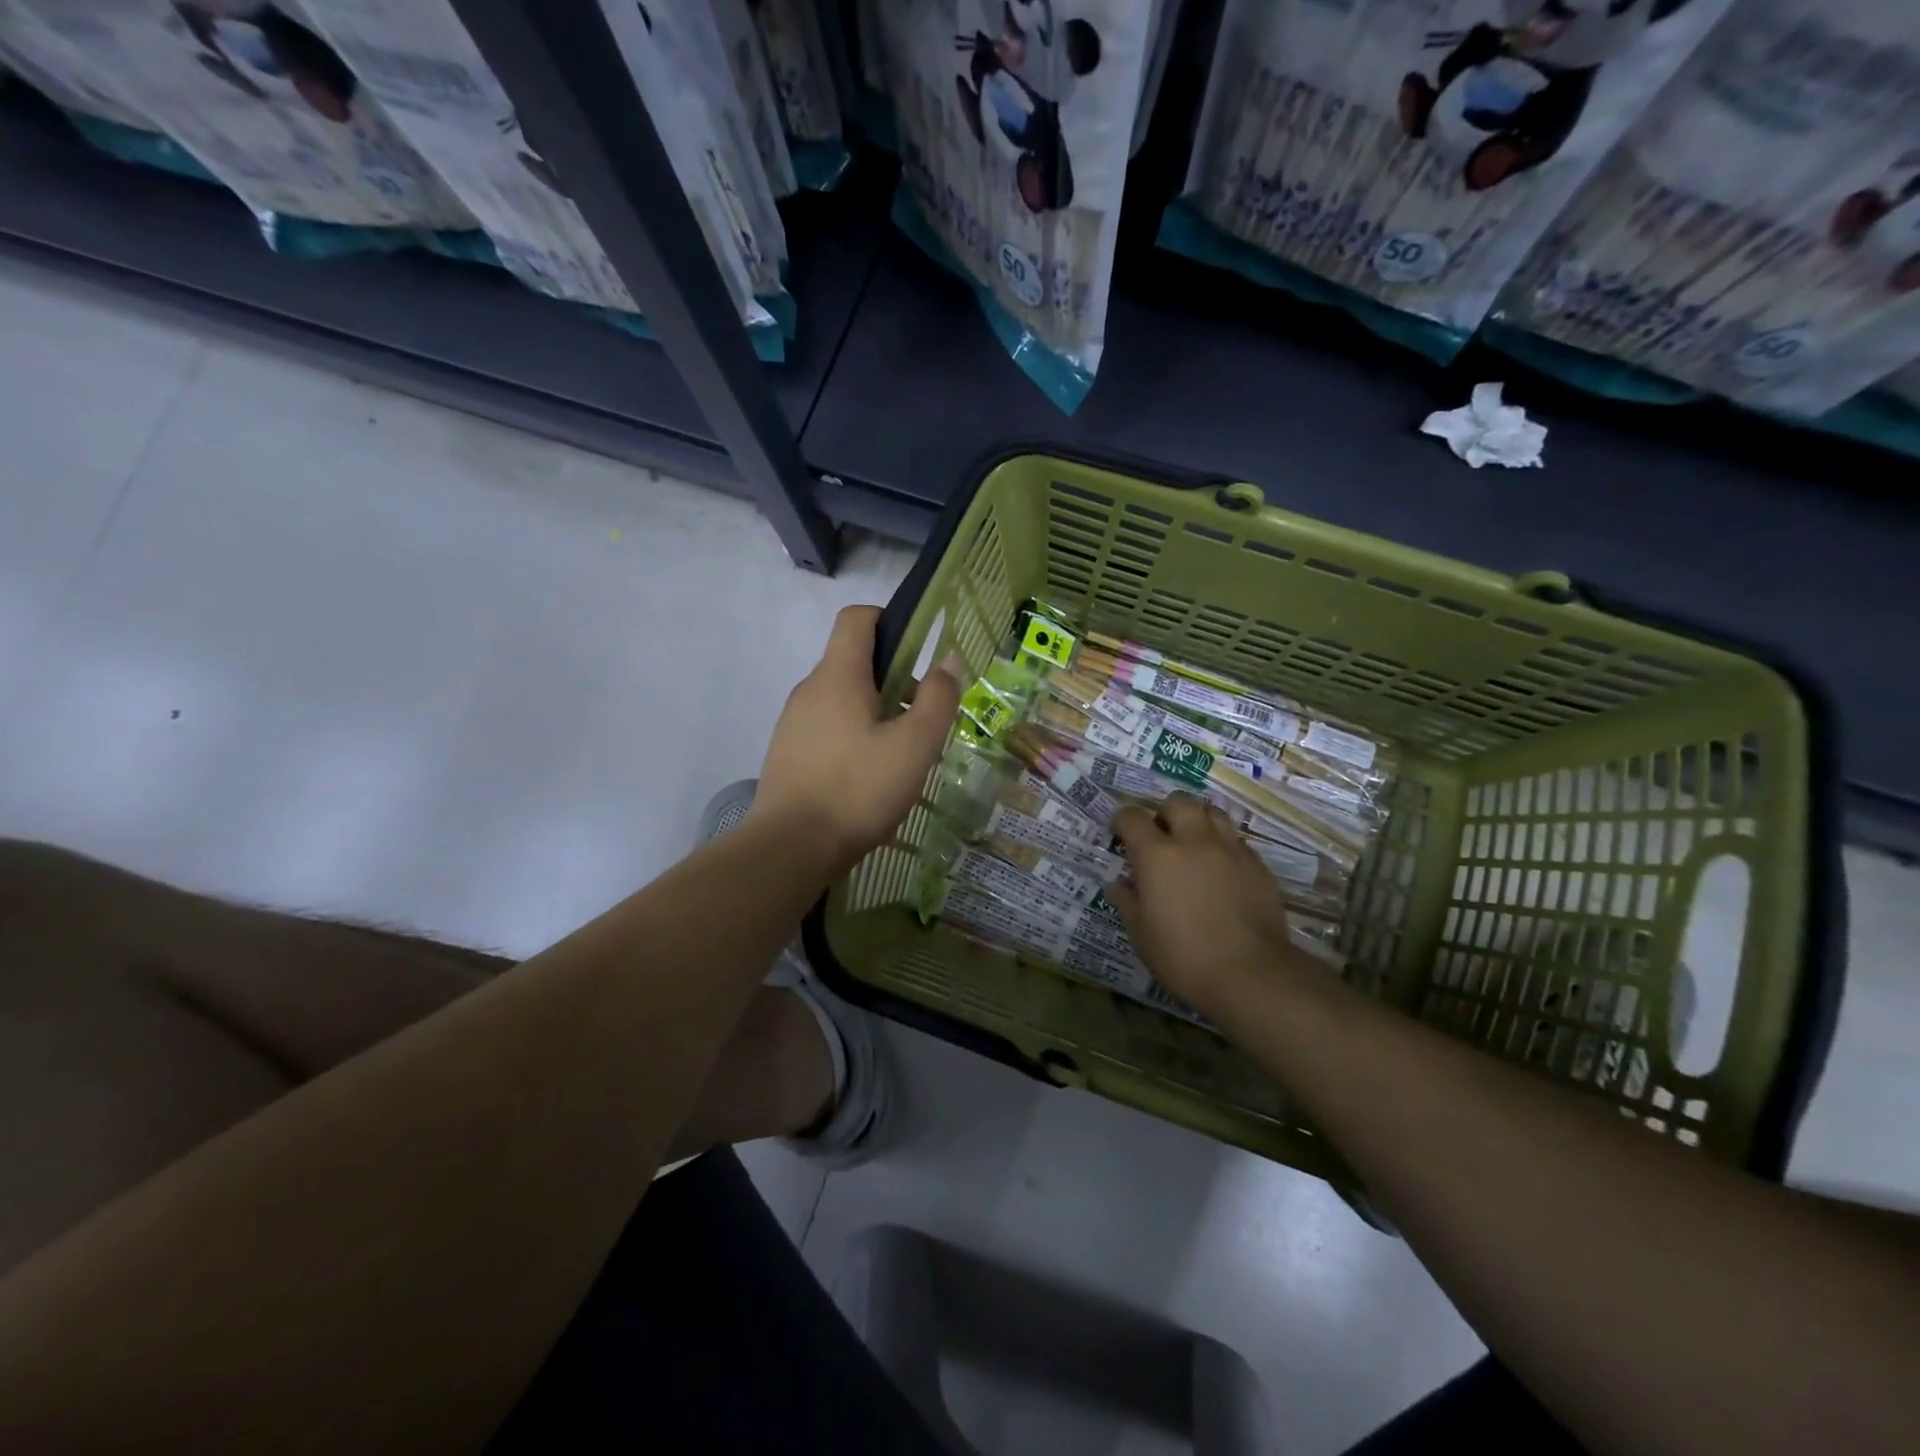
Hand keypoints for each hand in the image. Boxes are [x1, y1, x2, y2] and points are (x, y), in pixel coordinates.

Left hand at [751, 606, 961, 875]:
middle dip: (893, 678)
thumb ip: (937, 699)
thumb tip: (948, 660)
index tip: (918, 652)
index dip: (890, 621)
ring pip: (841, 698)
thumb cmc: (857, 790)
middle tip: (921, 717)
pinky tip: (868, 775)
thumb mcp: (913, 746)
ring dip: (874, 710)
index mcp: (837, 676)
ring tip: (899, 754)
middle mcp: (809, 689)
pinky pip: (826, 726)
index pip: (857, 618)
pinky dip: (852, 734)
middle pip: (853, 661)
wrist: (789, 848)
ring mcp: (793, 722)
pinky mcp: (787, 753)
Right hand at [1108, 793, 1304, 1011]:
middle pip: (1178, 801)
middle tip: (1161, 836)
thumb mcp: (1141, 934)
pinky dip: (1223, 846)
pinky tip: (1221, 870)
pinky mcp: (1258, 865)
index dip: (1122, 821)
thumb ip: (1128, 902)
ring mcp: (1230, 849)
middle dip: (1165, 812)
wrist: (1251, 974)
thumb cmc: (1183, 956)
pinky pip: (1236, 840)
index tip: (1120, 835)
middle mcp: (1194, 841)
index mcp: (1157, 855)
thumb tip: (1118, 884)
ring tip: (1193, 844)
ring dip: (1198, 820)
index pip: (1132, 817)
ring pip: (1213, 812)